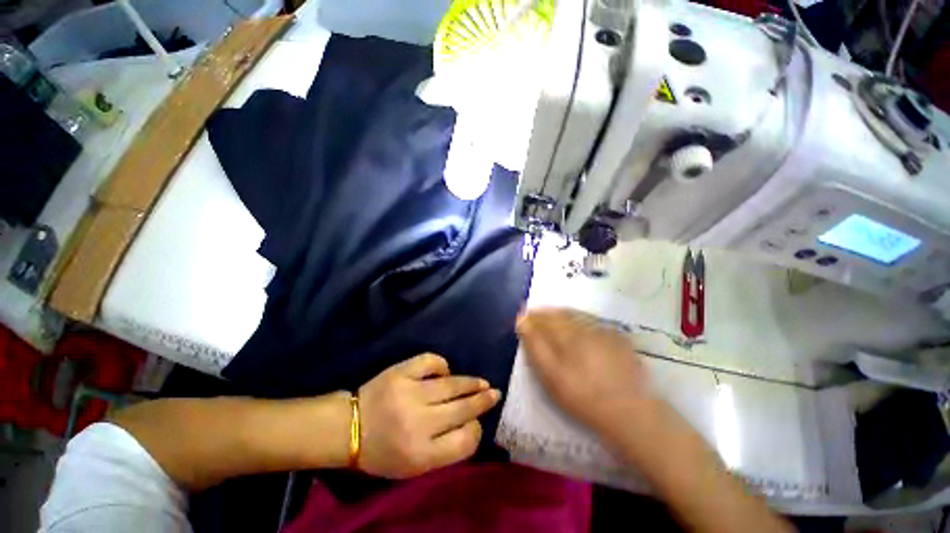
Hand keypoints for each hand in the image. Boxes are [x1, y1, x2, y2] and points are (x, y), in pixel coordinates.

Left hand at [357, 353, 500, 477]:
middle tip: (495, 394)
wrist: (348, 428)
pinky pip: (430, 362)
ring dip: (471, 383)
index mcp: (421, 454)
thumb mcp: (413, 467)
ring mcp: (410, 393)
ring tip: (483, 383)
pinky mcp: (401, 372)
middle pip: (462, 409)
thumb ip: (443, 451)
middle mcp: (419, 423)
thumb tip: (470, 425)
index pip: (463, 441)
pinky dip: (442, 365)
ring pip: (451, 384)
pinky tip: (446, 370)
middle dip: (482, 401)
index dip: (475, 430)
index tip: (476, 424)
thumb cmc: (382, 452)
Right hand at [516, 308, 653, 434]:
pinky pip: (594, 323)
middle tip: (537, 318)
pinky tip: (581, 332)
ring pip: (578, 316)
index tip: (523, 318)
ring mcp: (604, 331)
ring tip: (555, 321)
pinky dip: (581, 323)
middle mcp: (585, 326)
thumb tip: (522, 321)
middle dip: (546, 314)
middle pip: (561, 313)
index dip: (532, 316)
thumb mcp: (551, 376)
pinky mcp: (619, 339)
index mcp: (568, 333)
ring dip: (563, 316)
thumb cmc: (583, 397)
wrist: (630, 413)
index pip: (545, 317)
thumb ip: (535, 346)